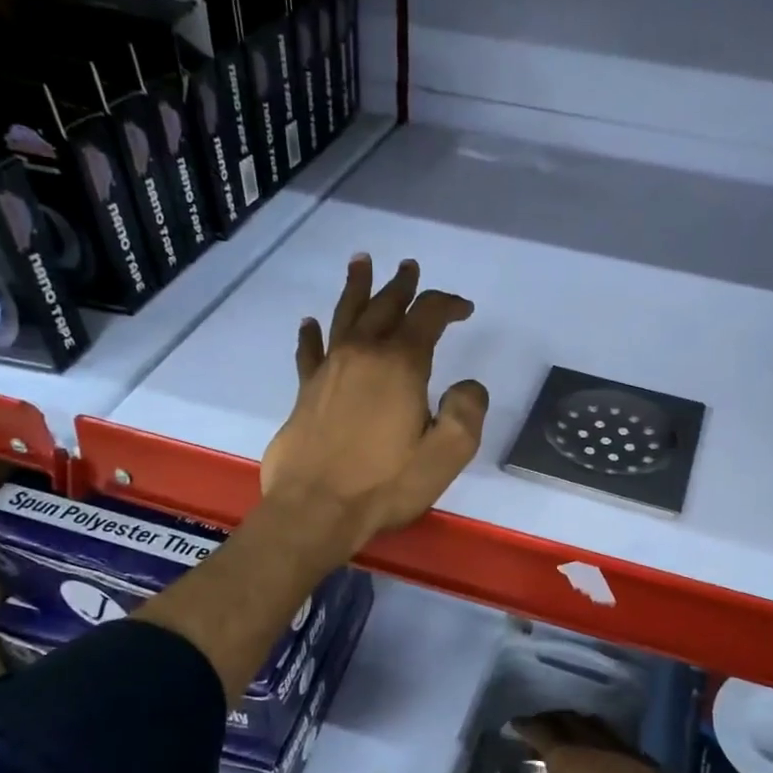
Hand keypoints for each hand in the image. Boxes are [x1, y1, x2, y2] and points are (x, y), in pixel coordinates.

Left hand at [260, 254, 487, 558]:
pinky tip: (309, 323)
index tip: (464, 309)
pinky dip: (311, 334)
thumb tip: (467, 385)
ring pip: (344, 316)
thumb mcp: (447, 453)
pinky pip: (309, 351)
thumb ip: (467, 411)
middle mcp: (362, 356)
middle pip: (384, 307)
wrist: (315, 509)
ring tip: (361, 263)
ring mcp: (329, 371)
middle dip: (402, 286)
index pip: (427, 316)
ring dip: (356, 288)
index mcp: (400, 365)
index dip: (448, 305)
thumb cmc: (385, 484)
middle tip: (409, 267)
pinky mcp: (305, 392)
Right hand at [505, 711, 706, 772]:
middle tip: (537, 728)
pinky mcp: (638, 754)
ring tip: (565, 733)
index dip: (524, 726)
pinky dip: (595, 735)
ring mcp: (616, 745)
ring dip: (573, 724)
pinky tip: (599, 752)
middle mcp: (589, 742)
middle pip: (564, 720)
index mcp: (567, 757)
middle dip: (547, 720)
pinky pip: (608, 735)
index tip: (513, 724)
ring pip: (588, 723)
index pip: (539, 731)